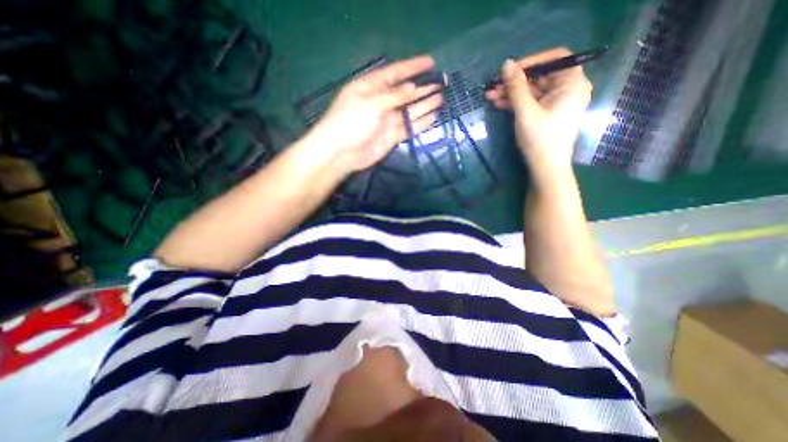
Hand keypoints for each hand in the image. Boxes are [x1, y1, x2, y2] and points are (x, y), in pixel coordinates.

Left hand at [302, 57, 442, 176]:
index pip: (396, 73)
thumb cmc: (351, 121)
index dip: (413, 67)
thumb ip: (394, 96)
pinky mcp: (392, 136)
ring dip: (425, 104)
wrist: (343, 152)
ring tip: (441, 98)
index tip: (430, 62)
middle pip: (406, 92)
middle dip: (423, 87)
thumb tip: (413, 88)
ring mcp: (388, 120)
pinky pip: (409, 128)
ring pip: (410, 110)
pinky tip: (433, 117)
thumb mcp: (371, 103)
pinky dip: (420, 123)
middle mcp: (382, 101)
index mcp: (372, 87)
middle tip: (442, 81)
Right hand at [487, 46, 590, 169]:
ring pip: (532, 91)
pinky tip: (499, 104)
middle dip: (515, 81)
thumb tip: (506, 64)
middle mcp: (568, 89)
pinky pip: (531, 102)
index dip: (531, 61)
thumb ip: (516, 87)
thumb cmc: (540, 138)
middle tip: (493, 86)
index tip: (510, 70)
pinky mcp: (547, 114)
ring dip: (511, 93)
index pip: (555, 58)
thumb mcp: (525, 111)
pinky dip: (516, 103)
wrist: (545, 167)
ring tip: (489, 96)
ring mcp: (557, 103)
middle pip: (540, 76)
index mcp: (572, 83)